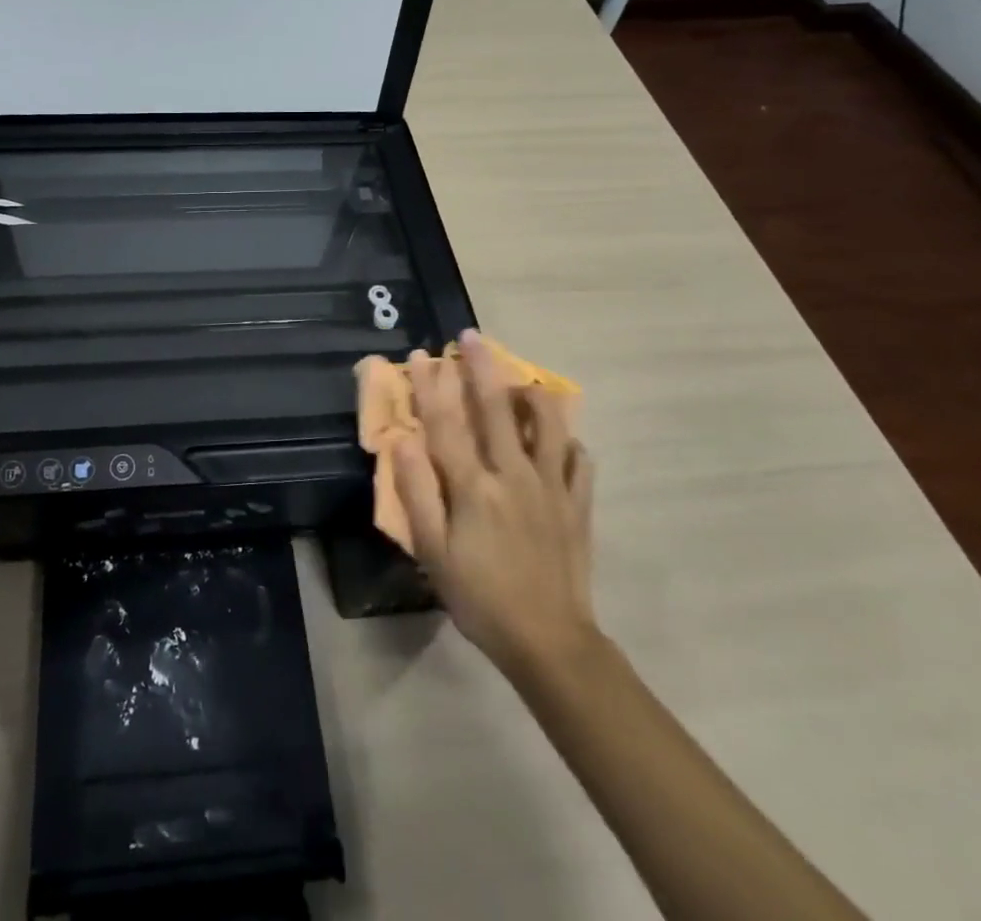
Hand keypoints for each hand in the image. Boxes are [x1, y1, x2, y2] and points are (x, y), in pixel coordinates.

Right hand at [393, 329, 597, 678]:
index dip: (432, 385)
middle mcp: (514, 475)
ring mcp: (552, 487)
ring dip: (533, 394)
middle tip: (473, 336)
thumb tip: (402, 440)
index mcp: (474, 487)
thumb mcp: (434, 552)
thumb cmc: (480, 598)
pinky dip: (568, 441)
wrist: (549, 643)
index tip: (422, 354)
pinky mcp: (578, 505)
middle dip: (482, 367)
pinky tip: (558, 439)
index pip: (447, 422)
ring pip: (549, 424)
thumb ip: (418, 492)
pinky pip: (578, 459)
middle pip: (497, 408)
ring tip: (521, 382)